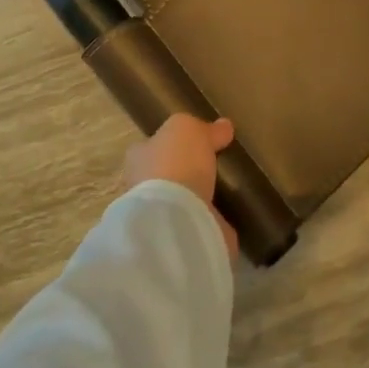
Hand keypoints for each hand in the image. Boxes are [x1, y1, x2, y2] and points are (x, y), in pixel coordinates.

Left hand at [125, 115, 237, 256]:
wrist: (176, 218)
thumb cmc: (175, 163)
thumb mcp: (189, 129)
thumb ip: (205, 128)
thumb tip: (223, 127)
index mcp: (140, 158)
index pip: (152, 146)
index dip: (171, 143)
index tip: (194, 143)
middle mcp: (144, 187)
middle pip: (166, 175)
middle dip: (185, 173)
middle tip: (213, 168)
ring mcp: (161, 216)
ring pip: (182, 202)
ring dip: (198, 199)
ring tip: (224, 192)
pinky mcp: (181, 239)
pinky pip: (199, 225)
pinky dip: (211, 222)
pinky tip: (228, 217)